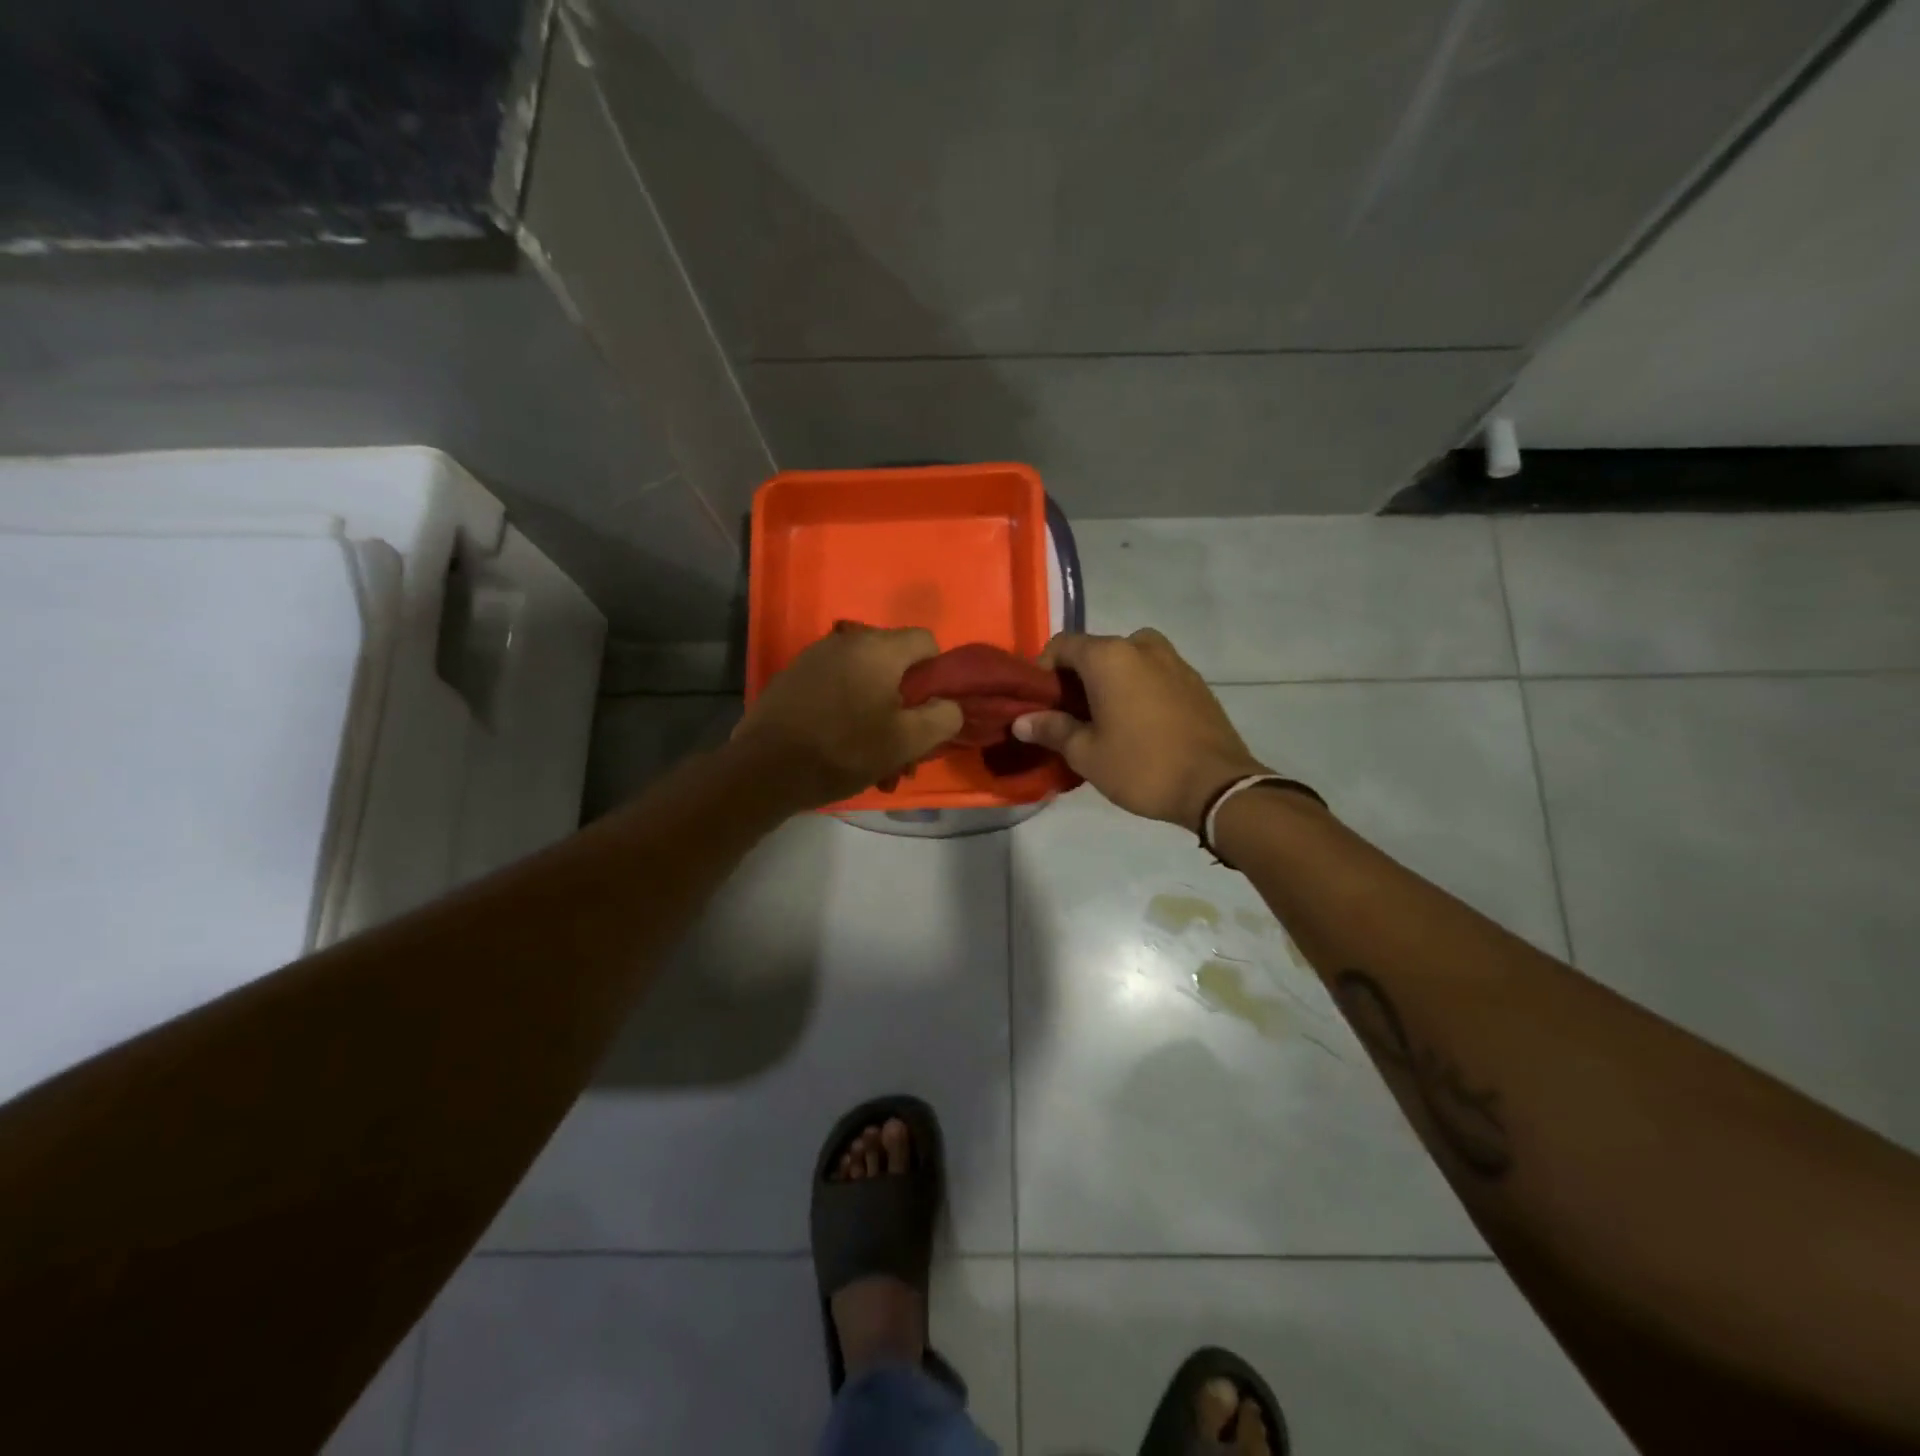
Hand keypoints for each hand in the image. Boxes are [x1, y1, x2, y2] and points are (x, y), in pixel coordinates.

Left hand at [733, 624, 962, 809]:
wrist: (765, 769)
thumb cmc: (844, 750)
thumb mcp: (907, 741)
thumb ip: (943, 717)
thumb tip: (949, 705)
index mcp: (878, 648)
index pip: (926, 640)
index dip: (936, 675)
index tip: (927, 711)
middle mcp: (846, 640)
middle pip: (893, 662)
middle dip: (904, 702)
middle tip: (901, 745)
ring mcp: (814, 656)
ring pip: (864, 678)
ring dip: (876, 711)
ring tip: (871, 755)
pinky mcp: (792, 677)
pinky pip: (835, 686)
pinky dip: (846, 709)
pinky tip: (839, 744)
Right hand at [1012, 629, 1266, 828]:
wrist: (1217, 785)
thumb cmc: (1142, 766)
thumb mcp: (1087, 754)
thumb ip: (1052, 730)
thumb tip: (1021, 721)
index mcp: (1110, 656)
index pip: (1062, 645)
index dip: (1043, 670)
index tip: (1040, 703)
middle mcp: (1142, 646)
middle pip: (1096, 650)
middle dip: (1077, 677)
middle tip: (1068, 715)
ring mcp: (1174, 660)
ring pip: (1127, 660)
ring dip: (1109, 681)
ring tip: (1103, 719)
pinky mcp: (1195, 680)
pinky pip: (1153, 673)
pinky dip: (1137, 687)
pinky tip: (1136, 723)